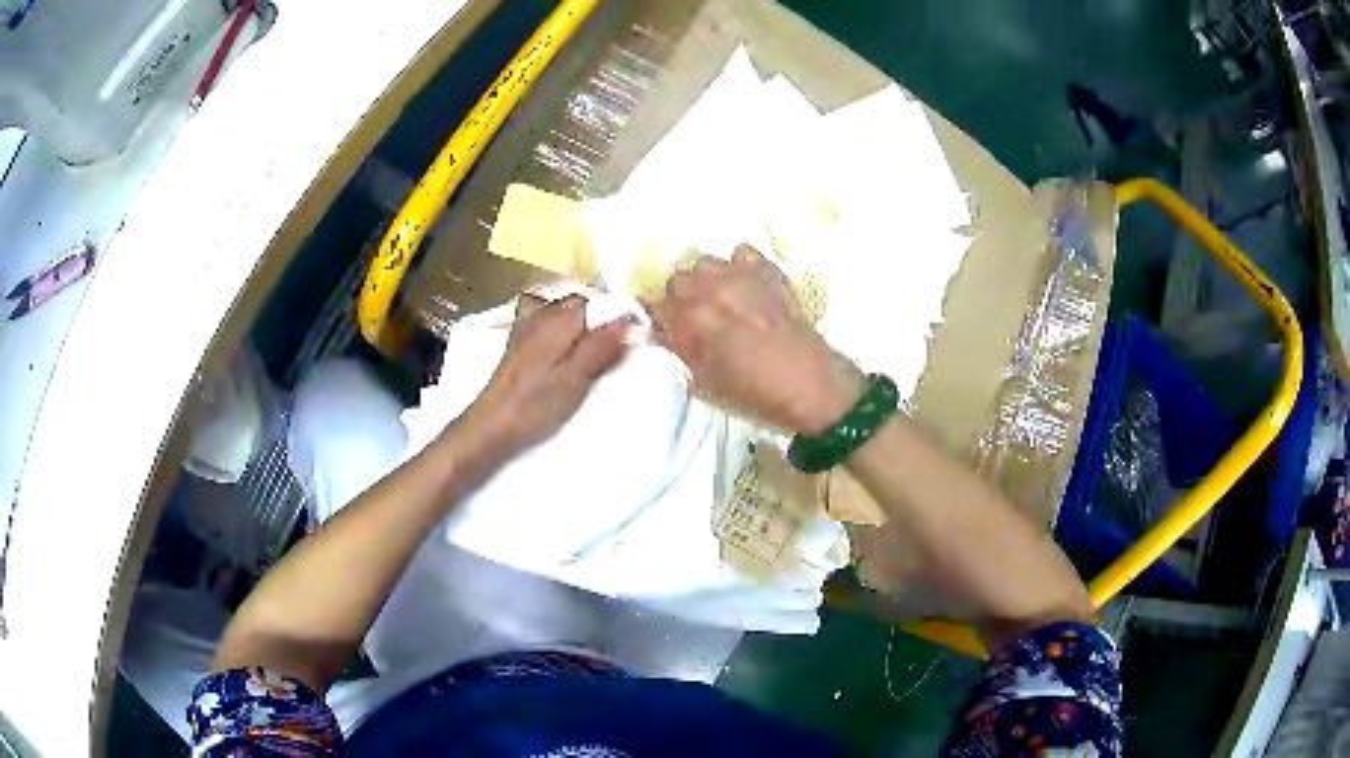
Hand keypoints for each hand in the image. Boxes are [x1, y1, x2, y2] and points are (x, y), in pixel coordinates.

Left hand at [458, 293, 632, 455]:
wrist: (490, 427)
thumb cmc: (534, 406)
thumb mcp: (576, 379)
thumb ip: (602, 346)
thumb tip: (632, 318)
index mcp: (557, 318)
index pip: (597, 299)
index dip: (618, 312)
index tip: (636, 334)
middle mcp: (541, 314)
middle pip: (581, 304)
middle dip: (601, 319)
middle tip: (619, 349)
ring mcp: (527, 328)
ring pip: (565, 316)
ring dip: (584, 329)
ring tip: (597, 355)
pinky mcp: (520, 346)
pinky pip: (552, 328)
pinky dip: (566, 336)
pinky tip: (570, 357)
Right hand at [645, 245, 863, 433]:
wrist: (811, 384)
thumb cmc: (755, 393)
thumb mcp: (705, 383)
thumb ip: (680, 351)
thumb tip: (665, 333)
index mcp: (691, 319)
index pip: (654, 303)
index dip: (658, 316)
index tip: (666, 326)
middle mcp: (710, 289)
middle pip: (677, 278)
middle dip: (681, 295)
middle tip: (695, 316)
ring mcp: (740, 275)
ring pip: (706, 262)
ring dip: (707, 279)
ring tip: (721, 298)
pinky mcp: (767, 269)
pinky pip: (741, 252)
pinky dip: (739, 265)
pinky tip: (747, 285)